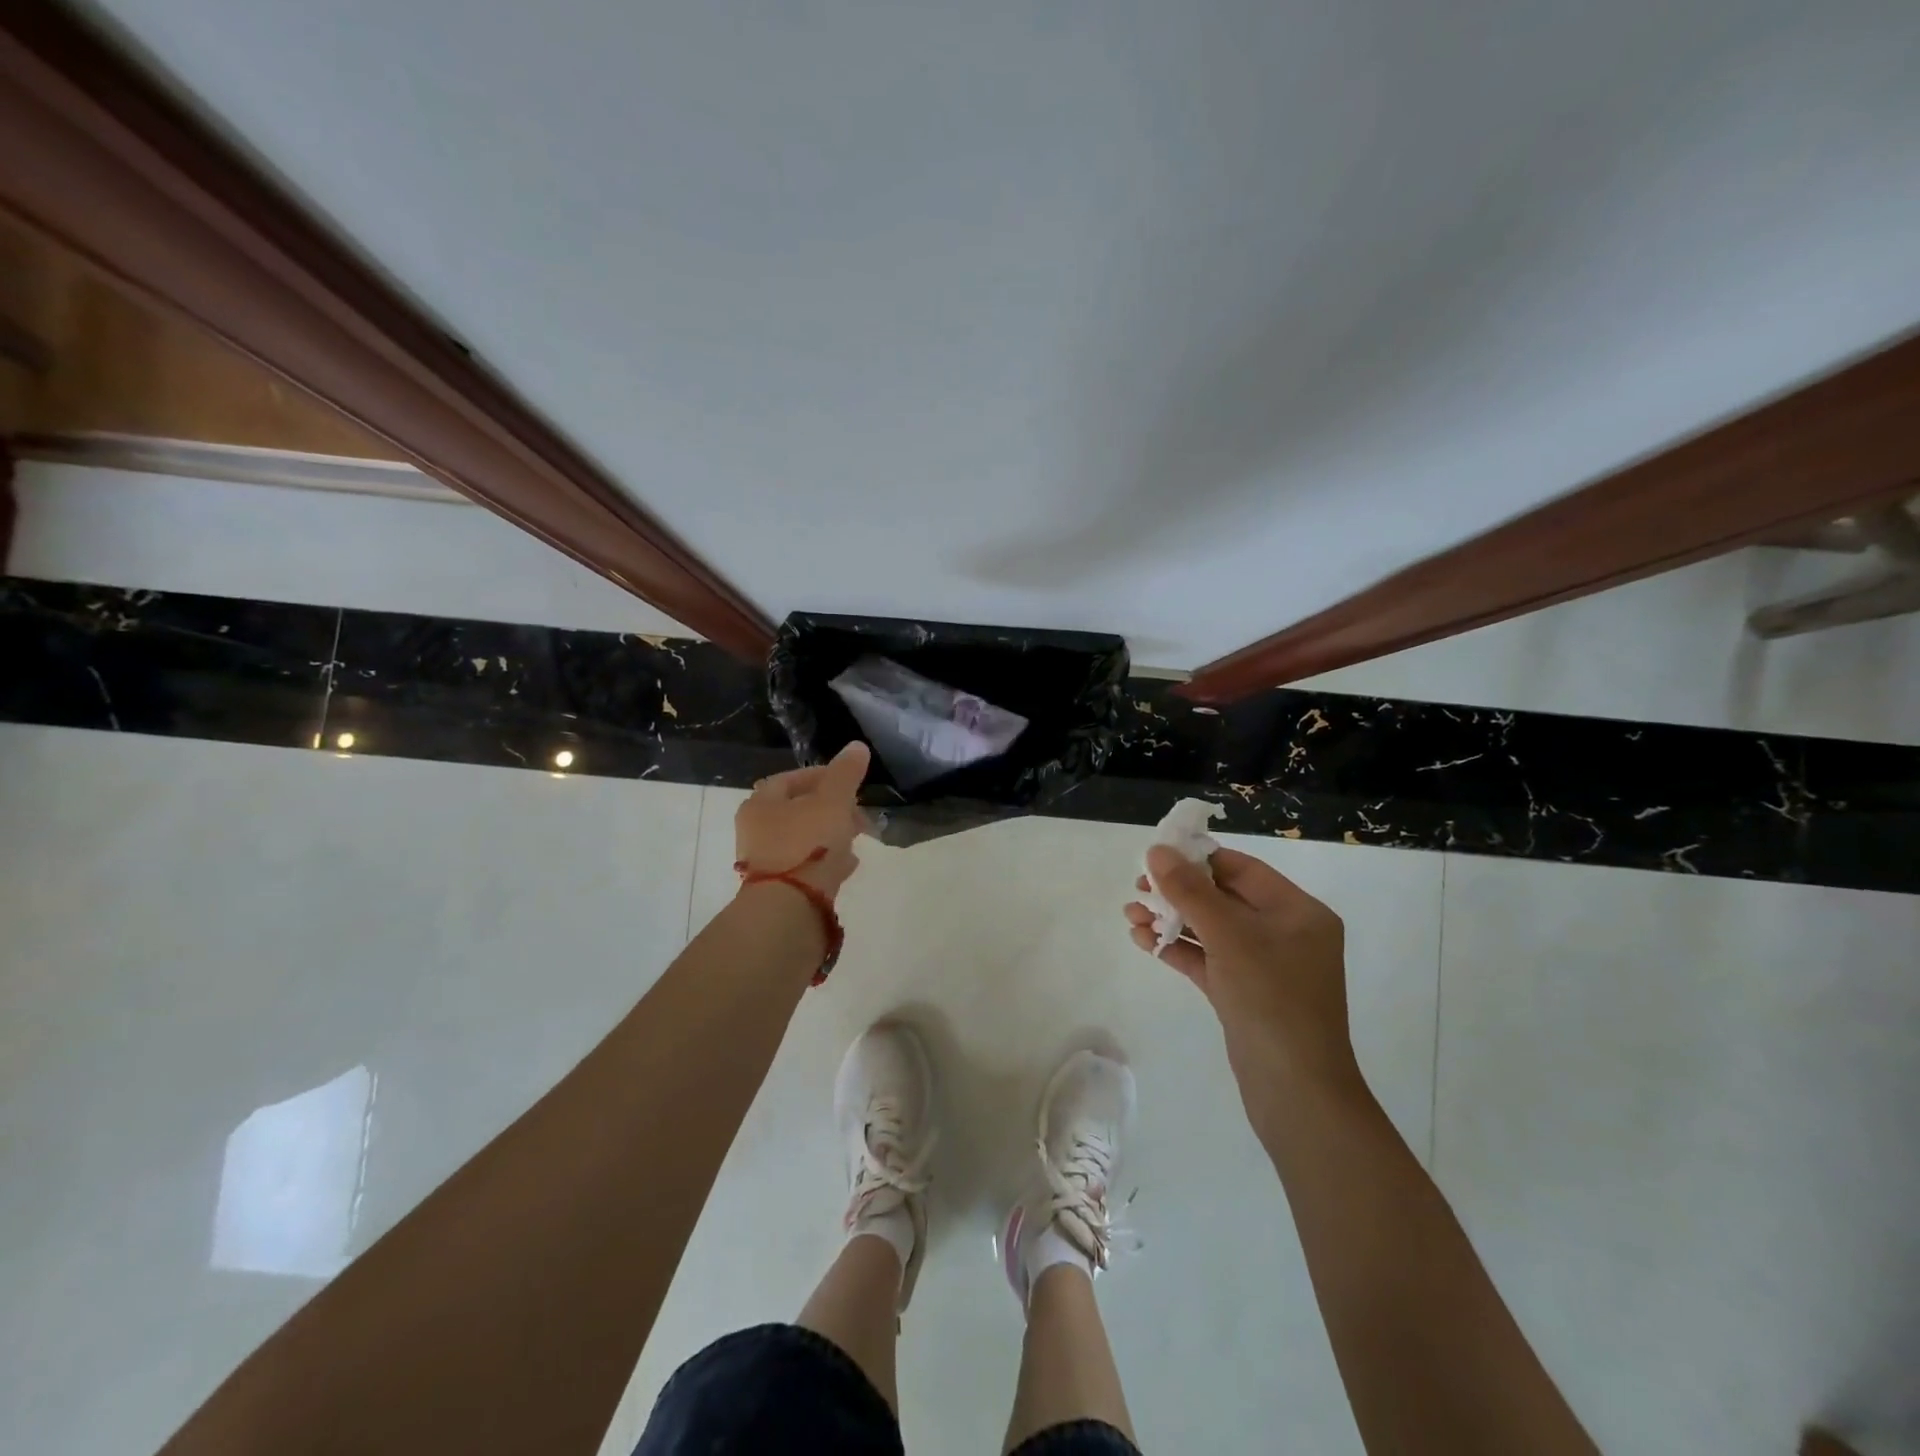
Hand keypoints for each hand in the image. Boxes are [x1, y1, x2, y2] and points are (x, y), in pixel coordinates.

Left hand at [735, 742, 870, 898]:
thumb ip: (845, 774)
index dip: (822, 775)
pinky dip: (827, 859)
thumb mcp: (833, 802)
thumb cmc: (807, 844)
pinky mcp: (779, 887)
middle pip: (798, 809)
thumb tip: (857, 746)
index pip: (791, 778)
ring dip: (831, 834)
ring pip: (804, 838)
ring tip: (858, 838)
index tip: (849, 782)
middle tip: (858, 813)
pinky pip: (806, 864)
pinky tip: (848, 864)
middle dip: (832, 808)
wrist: (789, 908)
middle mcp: (756, 830)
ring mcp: (766, 861)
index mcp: (761, 803)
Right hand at [1125, 845, 1355, 1088]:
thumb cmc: (1272, 999)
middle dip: (1177, 892)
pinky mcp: (1244, 993)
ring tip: (1130, 916)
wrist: (1296, 1092)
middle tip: (1137, 890)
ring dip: (1170, 920)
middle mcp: (1283, 933)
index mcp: (1297, 911)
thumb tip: (1157, 851)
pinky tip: (1143, 942)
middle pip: (1222, 897)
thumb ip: (1190, 891)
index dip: (1197, 858)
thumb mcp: (1229, 936)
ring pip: (1210, 930)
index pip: (1241, 869)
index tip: (1155, 856)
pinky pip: (1207, 959)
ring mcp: (1264, 966)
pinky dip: (1177, 948)